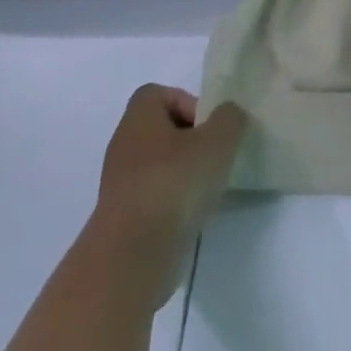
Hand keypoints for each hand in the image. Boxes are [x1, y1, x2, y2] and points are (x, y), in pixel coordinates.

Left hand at [94, 86, 245, 256]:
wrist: (132, 256)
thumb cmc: (174, 184)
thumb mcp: (218, 141)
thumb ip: (230, 118)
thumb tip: (228, 114)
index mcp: (139, 119)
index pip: (158, 94)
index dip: (187, 102)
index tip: (208, 126)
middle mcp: (124, 146)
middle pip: (162, 129)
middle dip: (192, 139)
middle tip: (214, 155)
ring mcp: (121, 184)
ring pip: (160, 164)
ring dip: (186, 172)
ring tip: (208, 187)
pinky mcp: (125, 217)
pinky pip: (155, 195)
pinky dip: (175, 200)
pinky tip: (193, 213)